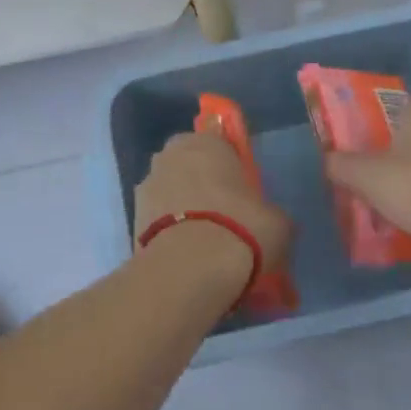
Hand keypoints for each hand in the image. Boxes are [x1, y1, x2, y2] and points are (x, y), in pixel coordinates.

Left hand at [134, 131, 292, 275]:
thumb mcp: (278, 222)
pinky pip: (158, 218)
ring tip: (204, 242)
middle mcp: (172, 153)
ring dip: (183, 207)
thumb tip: (269, 221)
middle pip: (191, 164)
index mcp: (207, 141)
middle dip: (203, 183)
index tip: (241, 189)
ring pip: (171, 190)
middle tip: (224, 215)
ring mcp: (147, 183)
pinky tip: (186, 255)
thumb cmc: (240, 229)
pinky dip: (169, 230)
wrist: (189, 268)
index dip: (231, 164)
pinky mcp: (132, 216)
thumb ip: (270, 213)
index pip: (220, 141)